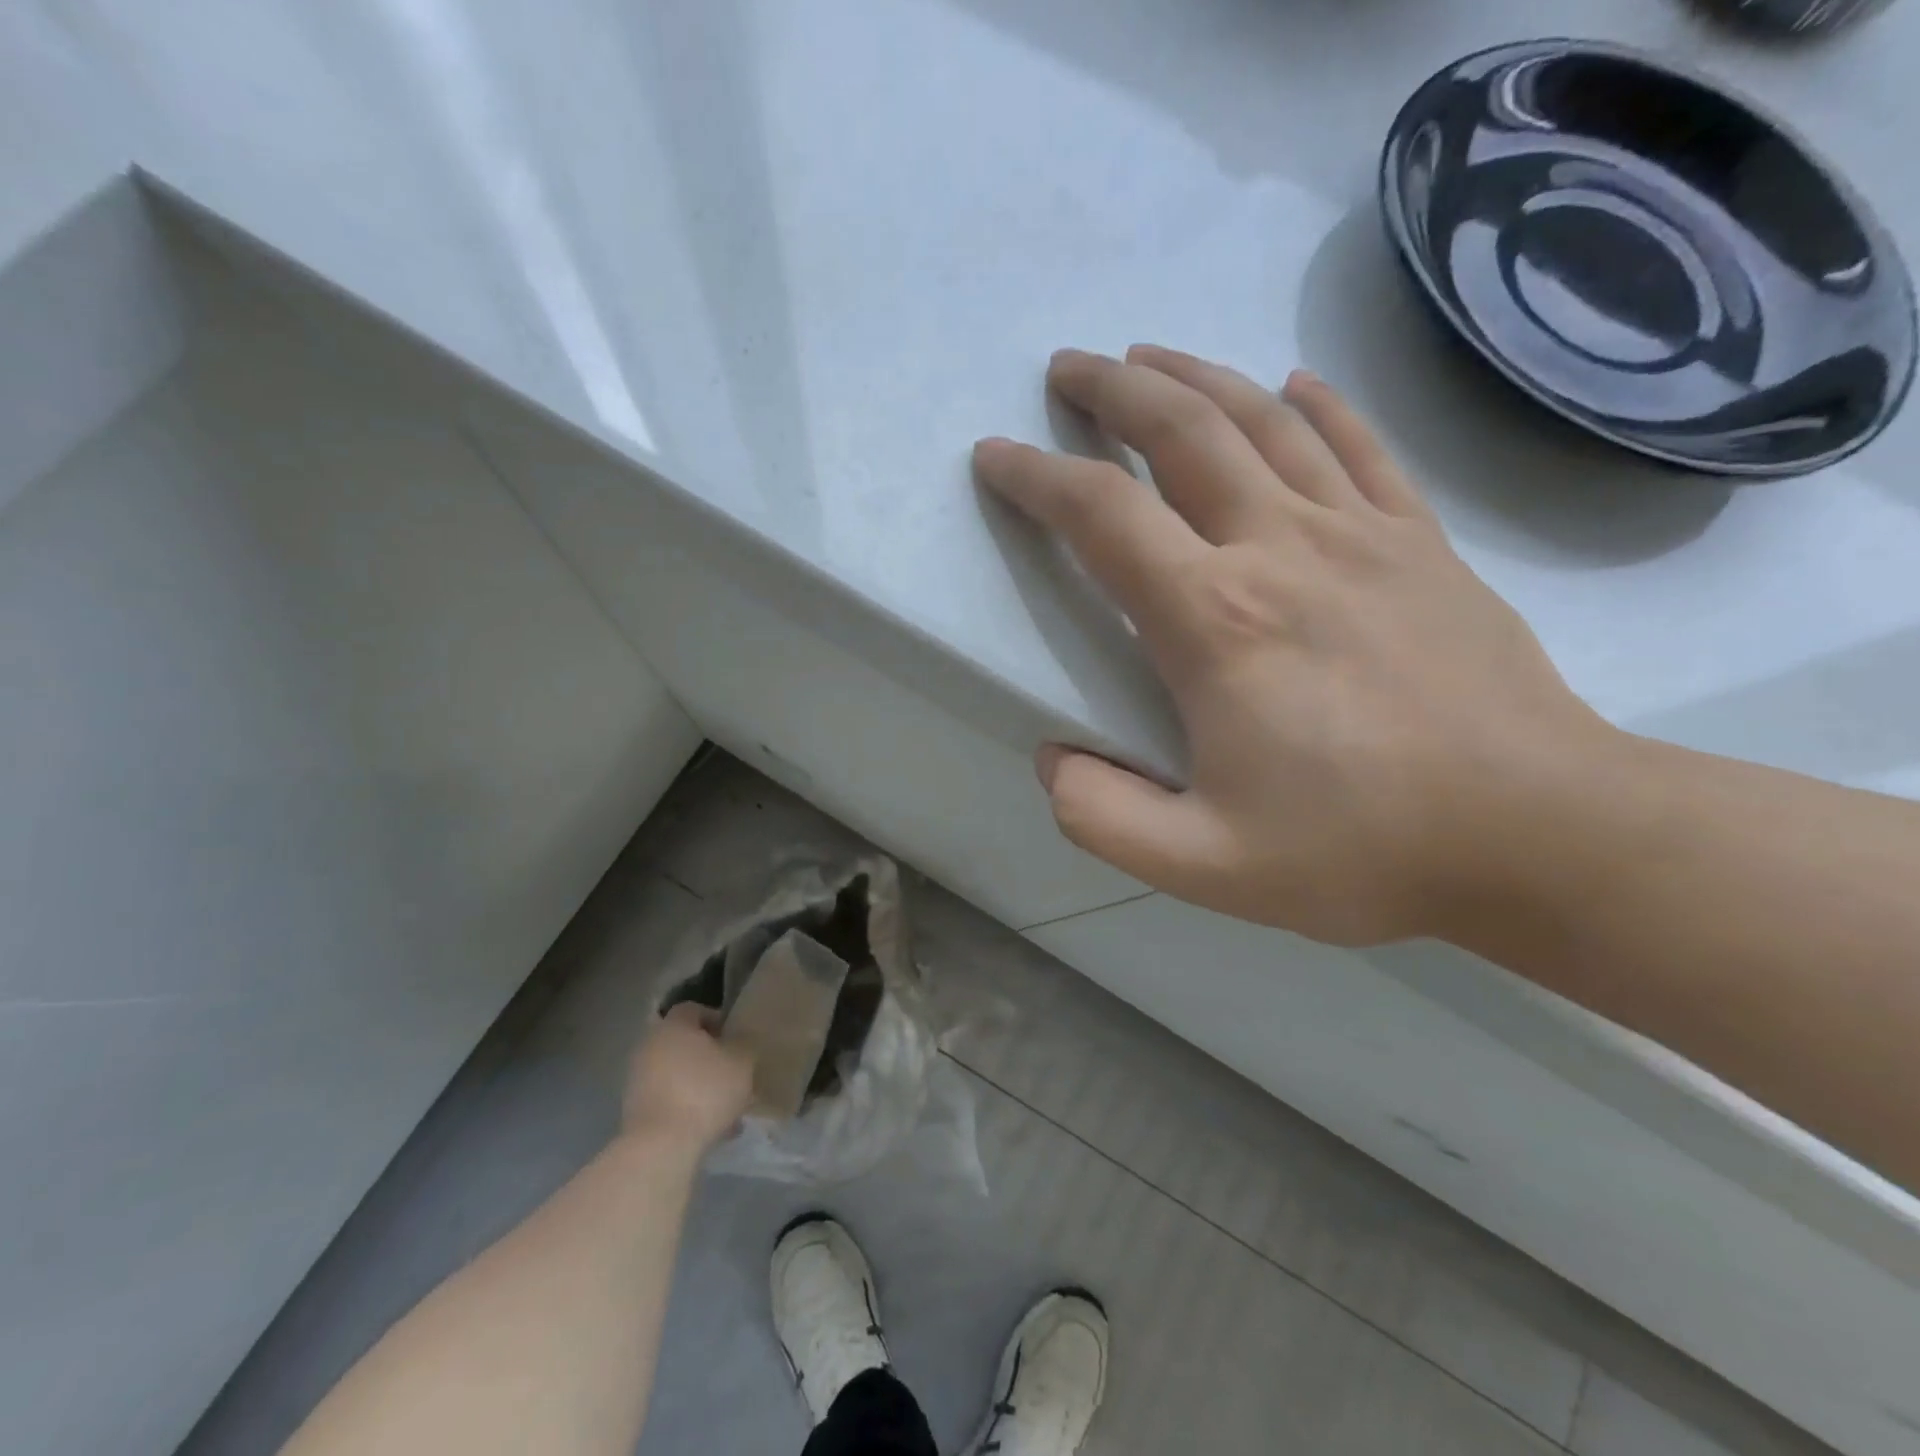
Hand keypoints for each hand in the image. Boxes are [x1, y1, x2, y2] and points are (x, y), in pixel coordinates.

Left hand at [621, 1004, 753, 1152]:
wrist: (660, 1146)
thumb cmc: (705, 1091)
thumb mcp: (742, 1062)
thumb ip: (743, 1046)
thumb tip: (739, 1043)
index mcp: (674, 1026)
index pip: (693, 1009)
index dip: (715, 1019)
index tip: (733, 1037)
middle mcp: (650, 1046)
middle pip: (682, 1043)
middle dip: (708, 1056)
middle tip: (731, 1072)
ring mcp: (637, 1080)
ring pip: (676, 1074)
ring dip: (698, 1084)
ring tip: (726, 1107)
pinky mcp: (634, 1111)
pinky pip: (667, 1100)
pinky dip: (686, 1107)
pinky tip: (710, 1128)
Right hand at [973, 346, 1615, 945]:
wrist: (1540, 834)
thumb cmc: (1361, 850)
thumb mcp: (1201, 865)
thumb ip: (1101, 816)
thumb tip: (1053, 760)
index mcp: (1215, 621)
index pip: (1101, 516)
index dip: (1036, 476)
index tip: (995, 453)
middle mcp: (1281, 548)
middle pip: (1183, 432)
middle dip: (1112, 391)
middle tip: (1067, 368)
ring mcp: (1362, 535)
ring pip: (1266, 421)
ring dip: (1197, 378)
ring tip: (1149, 358)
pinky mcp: (1423, 544)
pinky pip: (1363, 447)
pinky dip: (1319, 404)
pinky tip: (1292, 383)